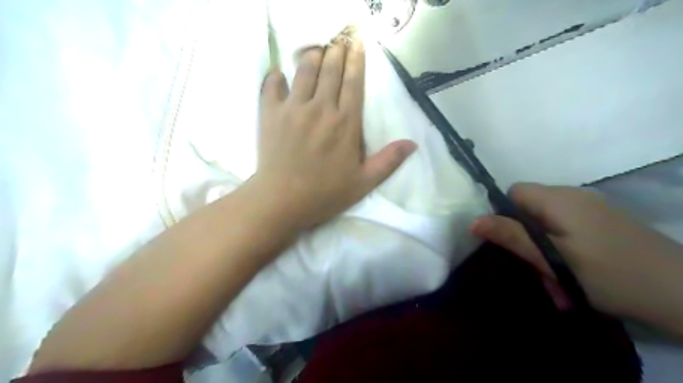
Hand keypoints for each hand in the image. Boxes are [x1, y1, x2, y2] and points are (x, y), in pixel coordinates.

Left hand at [252, 35, 416, 230]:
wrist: (282, 201)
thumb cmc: (325, 193)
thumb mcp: (364, 182)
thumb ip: (388, 161)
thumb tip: (413, 144)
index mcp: (345, 123)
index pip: (353, 83)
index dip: (357, 60)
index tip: (357, 44)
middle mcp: (320, 108)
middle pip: (330, 70)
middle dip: (336, 51)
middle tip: (339, 40)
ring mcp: (293, 108)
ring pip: (304, 71)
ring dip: (312, 56)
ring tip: (317, 51)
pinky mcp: (270, 114)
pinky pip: (272, 85)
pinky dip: (276, 76)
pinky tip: (280, 74)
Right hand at [474, 183, 682, 330]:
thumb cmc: (610, 274)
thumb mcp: (552, 259)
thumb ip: (511, 236)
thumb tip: (473, 221)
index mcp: (559, 199)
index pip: (515, 191)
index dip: (505, 213)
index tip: (511, 242)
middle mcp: (575, 196)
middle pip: (532, 209)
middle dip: (527, 241)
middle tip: (538, 274)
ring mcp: (593, 209)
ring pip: (550, 224)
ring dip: (546, 253)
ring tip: (559, 286)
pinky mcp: (606, 222)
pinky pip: (570, 230)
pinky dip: (564, 251)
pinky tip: (575, 278)